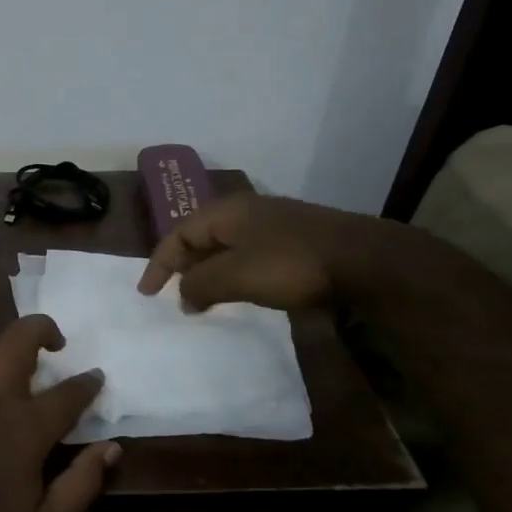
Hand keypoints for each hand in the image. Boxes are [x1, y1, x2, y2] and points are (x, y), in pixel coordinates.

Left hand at [0, 315, 118, 511]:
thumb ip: (82, 484)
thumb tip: (111, 448)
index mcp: (26, 427)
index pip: (67, 394)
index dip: (87, 383)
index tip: (96, 376)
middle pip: (18, 341)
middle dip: (41, 328)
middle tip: (56, 340)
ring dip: (7, 342)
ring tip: (19, 353)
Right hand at [138, 192, 376, 312]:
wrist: (363, 261)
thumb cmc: (290, 264)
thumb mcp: (236, 276)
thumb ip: (201, 285)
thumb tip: (183, 296)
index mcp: (226, 212)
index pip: (178, 235)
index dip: (158, 264)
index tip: (147, 294)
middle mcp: (245, 213)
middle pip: (200, 238)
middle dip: (183, 267)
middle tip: (173, 295)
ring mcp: (273, 226)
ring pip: (226, 249)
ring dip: (209, 274)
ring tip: (202, 300)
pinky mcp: (294, 243)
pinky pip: (248, 257)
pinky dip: (233, 276)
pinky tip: (240, 294)